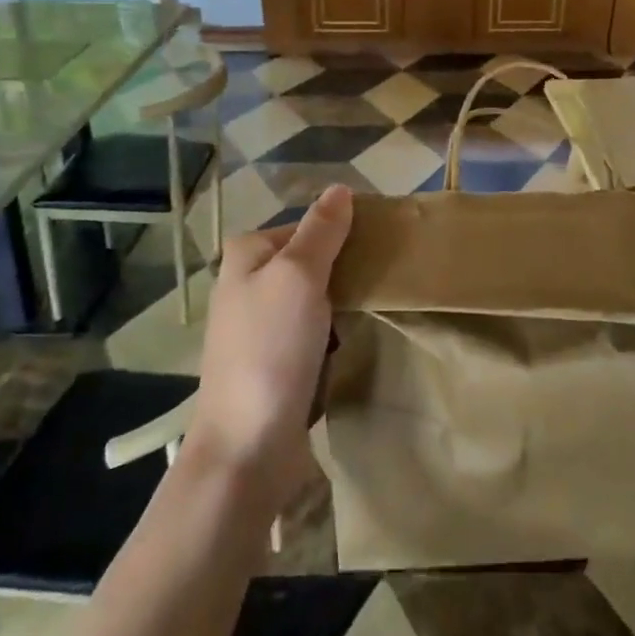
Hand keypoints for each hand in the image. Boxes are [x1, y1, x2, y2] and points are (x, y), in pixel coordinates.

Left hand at [185, 184, 352, 516]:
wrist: (247, 447)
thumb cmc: (271, 349)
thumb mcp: (298, 276)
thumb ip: (321, 230)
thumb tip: (340, 189)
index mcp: (247, 255)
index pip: (308, 226)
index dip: (344, 233)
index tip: (383, 247)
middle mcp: (248, 284)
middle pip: (312, 261)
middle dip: (347, 270)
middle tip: (387, 280)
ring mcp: (260, 326)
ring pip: (317, 298)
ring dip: (344, 305)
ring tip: (379, 309)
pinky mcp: (275, 361)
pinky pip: (314, 332)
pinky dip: (335, 334)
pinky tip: (356, 341)